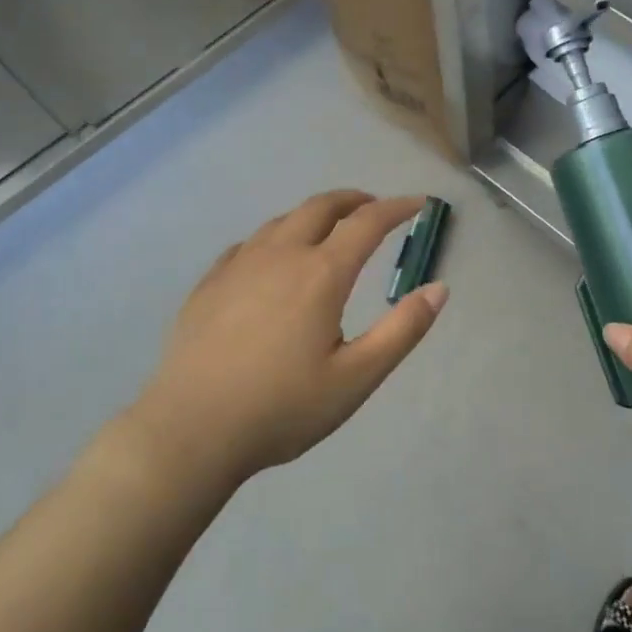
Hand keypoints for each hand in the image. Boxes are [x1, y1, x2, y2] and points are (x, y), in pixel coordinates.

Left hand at [130, 191, 446, 488]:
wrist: (191, 431)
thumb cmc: (282, 408)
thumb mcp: (357, 378)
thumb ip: (402, 330)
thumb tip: (440, 288)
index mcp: (321, 274)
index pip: (367, 223)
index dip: (396, 208)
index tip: (418, 203)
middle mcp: (280, 256)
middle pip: (320, 207)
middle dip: (353, 200)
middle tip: (374, 206)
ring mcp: (238, 266)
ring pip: (282, 221)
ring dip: (314, 215)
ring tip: (328, 228)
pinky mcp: (208, 284)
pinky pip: (248, 244)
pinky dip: (274, 237)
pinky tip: (271, 259)